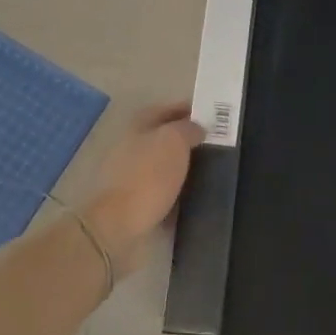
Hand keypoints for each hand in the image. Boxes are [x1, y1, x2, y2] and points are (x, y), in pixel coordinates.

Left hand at [83, 103, 204, 275]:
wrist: (119, 225)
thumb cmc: (148, 176)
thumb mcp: (174, 141)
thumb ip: (188, 129)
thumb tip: (197, 128)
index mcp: (138, 126)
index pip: (167, 110)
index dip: (189, 111)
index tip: (214, 118)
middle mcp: (131, 147)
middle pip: (164, 138)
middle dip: (188, 141)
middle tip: (216, 146)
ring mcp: (130, 176)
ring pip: (163, 166)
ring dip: (183, 168)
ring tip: (210, 172)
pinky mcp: (133, 204)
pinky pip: (161, 192)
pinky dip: (177, 193)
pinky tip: (195, 197)